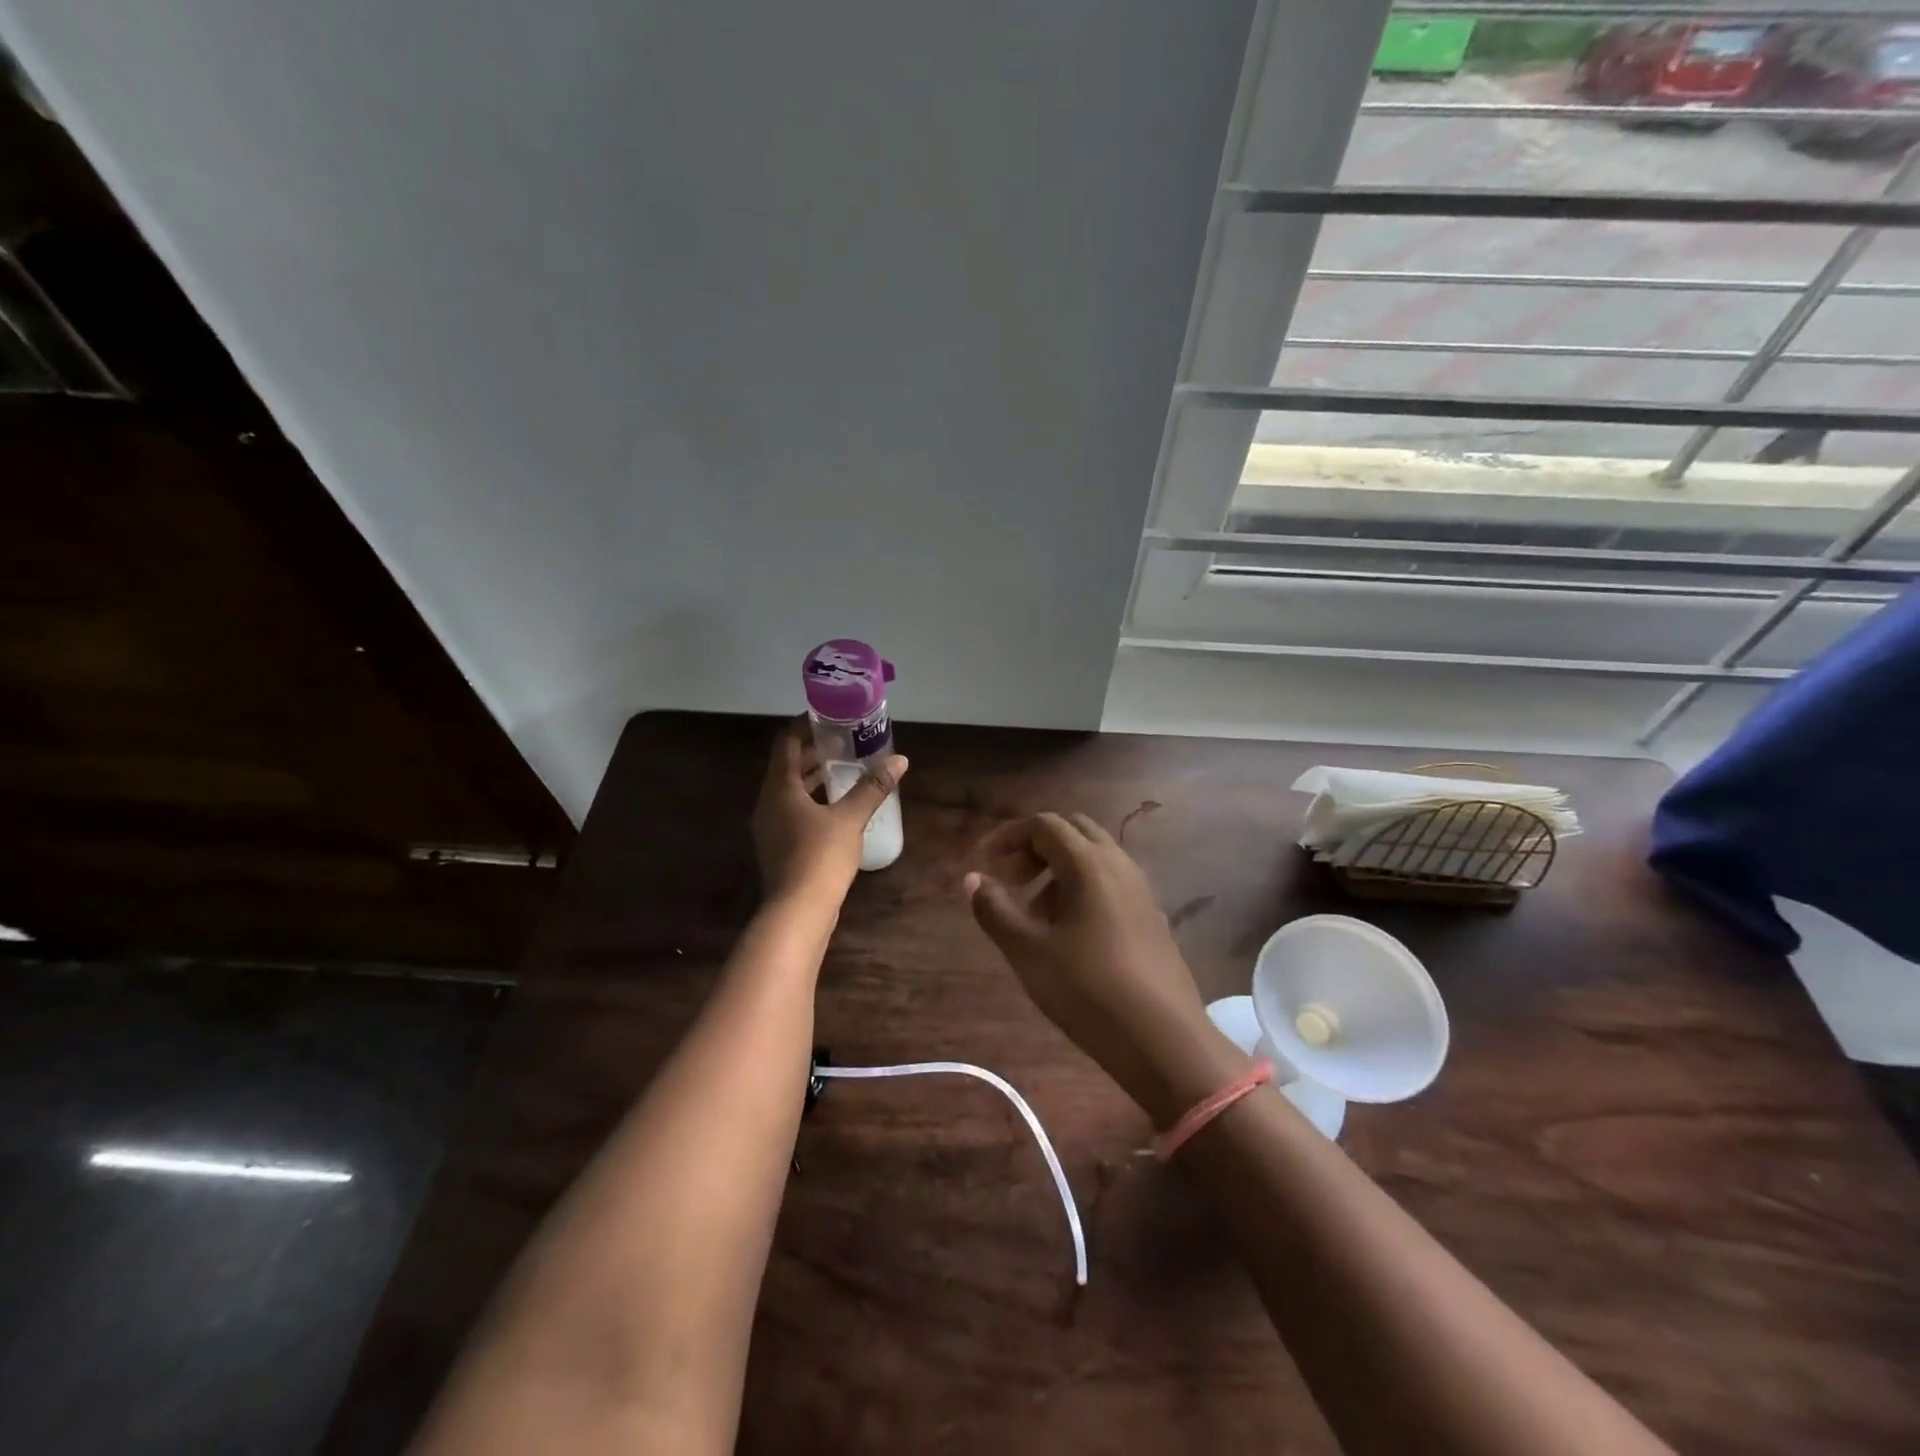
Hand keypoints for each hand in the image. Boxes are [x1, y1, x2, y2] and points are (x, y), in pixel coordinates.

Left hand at [752, 720, 906, 903]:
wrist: (798, 911)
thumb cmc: (820, 856)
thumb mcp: (850, 818)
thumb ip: (873, 787)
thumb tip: (900, 760)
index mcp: (779, 788)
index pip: (785, 743)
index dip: (804, 725)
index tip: (828, 717)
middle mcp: (768, 803)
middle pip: (786, 766)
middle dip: (812, 752)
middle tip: (843, 743)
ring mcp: (770, 827)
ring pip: (789, 791)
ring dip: (812, 778)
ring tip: (843, 771)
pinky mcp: (778, 847)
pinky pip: (792, 811)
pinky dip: (811, 800)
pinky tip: (837, 808)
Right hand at [964, 813, 1243, 1125]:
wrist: (1164, 1041)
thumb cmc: (1088, 990)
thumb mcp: (1028, 952)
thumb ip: (995, 910)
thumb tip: (973, 878)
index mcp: (1089, 864)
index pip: (1044, 825)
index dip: (1009, 837)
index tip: (984, 863)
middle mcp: (1119, 865)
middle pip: (1073, 831)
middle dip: (1036, 847)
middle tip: (1011, 880)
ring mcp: (1141, 890)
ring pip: (1094, 858)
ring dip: (1059, 870)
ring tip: (1035, 915)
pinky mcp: (1152, 917)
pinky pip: (1112, 883)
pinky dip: (1083, 889)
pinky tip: (1071, 935)